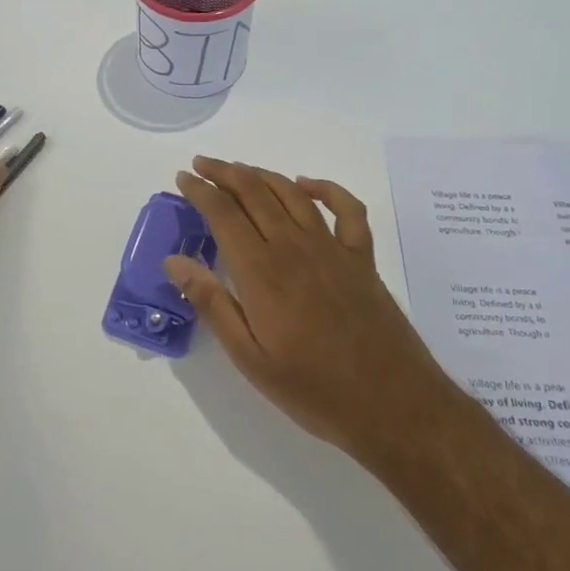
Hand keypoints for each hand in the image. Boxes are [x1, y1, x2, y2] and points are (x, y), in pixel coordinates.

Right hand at [166, 158, 442, 459]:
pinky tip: (307, 185)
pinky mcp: (362, 258)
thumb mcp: (250, 358)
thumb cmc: (314, 390)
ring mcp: (333, 249)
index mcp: (262, 272)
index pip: (223, 213)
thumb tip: (174, 261)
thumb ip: (212, 304)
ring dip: (262, 175)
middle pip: (255, 192)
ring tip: (239, 169)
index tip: (182, 178)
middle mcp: (295, 247)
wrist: (395, 406)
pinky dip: (325, 189)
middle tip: (202, 164)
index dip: (200, 191)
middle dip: (224, 173)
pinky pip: (347, 209)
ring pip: (292, 194)